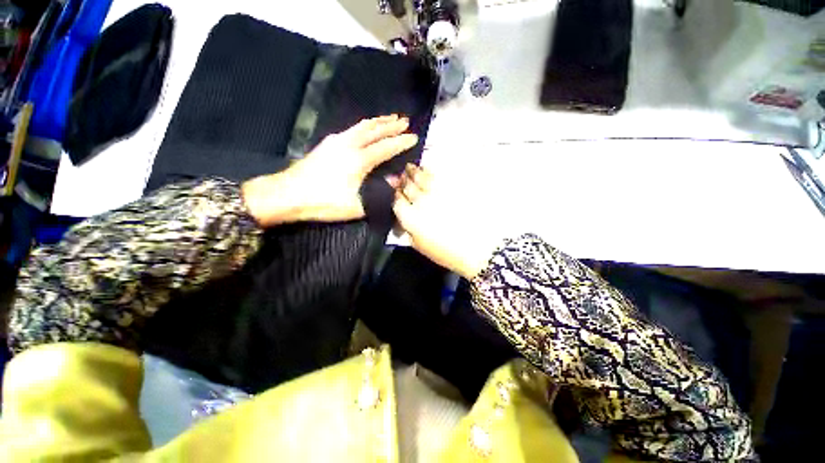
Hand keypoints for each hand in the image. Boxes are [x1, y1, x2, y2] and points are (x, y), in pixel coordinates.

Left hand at [243, 115, 417, 226]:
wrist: (287, 194)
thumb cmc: (323, 203)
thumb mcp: (356, 206)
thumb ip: (378, 193)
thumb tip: (393, 180)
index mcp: (358, 161)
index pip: (385, 147)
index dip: (401, 142)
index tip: (414, 137)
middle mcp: (348, 145)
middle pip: (374, 130)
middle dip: (392, 125)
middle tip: (406, 121)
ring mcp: (336, 141)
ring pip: (362, 126)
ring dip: (378, 121)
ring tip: (390, 117)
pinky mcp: (327, 143)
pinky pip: (352, 129)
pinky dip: (365, 126)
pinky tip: (366, 128)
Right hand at [393, 164, 499, 278]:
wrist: (480, 247)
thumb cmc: (449, 253)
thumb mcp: (422, 247)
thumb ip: (408, 232)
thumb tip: (402, 220)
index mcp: (411, 218)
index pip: (397, 201)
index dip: (396, 195)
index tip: (397, 192)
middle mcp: (421, 201)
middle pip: (407, 186)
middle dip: (402, 180)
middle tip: (402, 175)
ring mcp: (437, 192)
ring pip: (421, 176)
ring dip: (414, 171)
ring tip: (412, 168)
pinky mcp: (453, 186)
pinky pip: (437, 174)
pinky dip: (430, 171)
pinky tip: (428, 170)